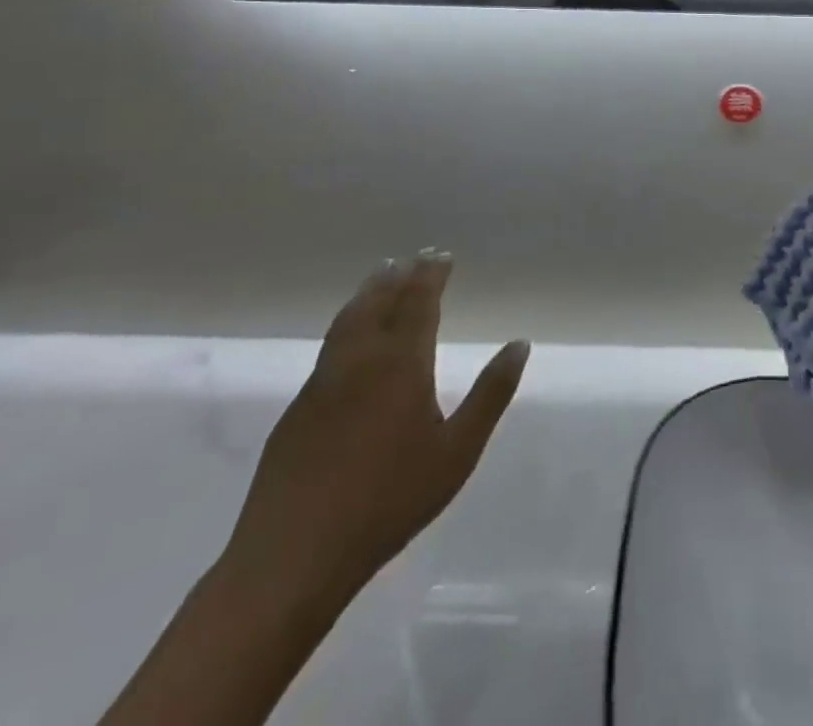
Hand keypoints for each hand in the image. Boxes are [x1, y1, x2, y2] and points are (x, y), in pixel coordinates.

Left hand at [223, 252, 529, 605]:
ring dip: (367, 294)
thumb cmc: (388, 501)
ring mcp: (322, 385)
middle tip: (411, 259)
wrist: (292, 556)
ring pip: (347, 322)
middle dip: (399, 278)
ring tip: (379, 277)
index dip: (430, 276)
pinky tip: (349, 339)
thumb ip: (490, 394)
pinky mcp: (297, 412)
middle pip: (378, 304)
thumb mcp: (457, 452)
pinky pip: (329, 349)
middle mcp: (360, 361)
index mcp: (402, 364)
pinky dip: (346, 325)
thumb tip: (519, 344)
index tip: (440, 256)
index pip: (418, 303)